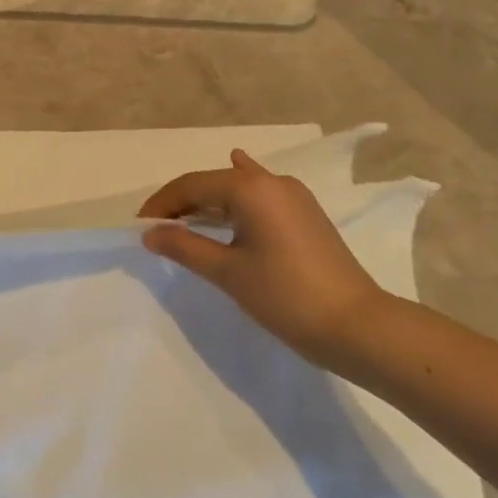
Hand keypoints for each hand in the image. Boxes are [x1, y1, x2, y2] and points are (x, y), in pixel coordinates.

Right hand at [139, 149, 387, 367]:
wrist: (358, 326)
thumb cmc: (286, 296)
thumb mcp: (228, 272)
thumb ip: (185, 246)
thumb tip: (150, 232)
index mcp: (250, 188)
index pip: (191, 185)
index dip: (162, 204)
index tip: (139, 226)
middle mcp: (272, 181)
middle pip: (214, 183)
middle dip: (183, 203)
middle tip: (158, 229)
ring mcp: (293, 196)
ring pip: (238, 188)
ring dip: (208, 201)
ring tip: (184, 219)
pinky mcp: (306, 213)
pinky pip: (261, 194)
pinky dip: (239, 194)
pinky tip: (238, 171)